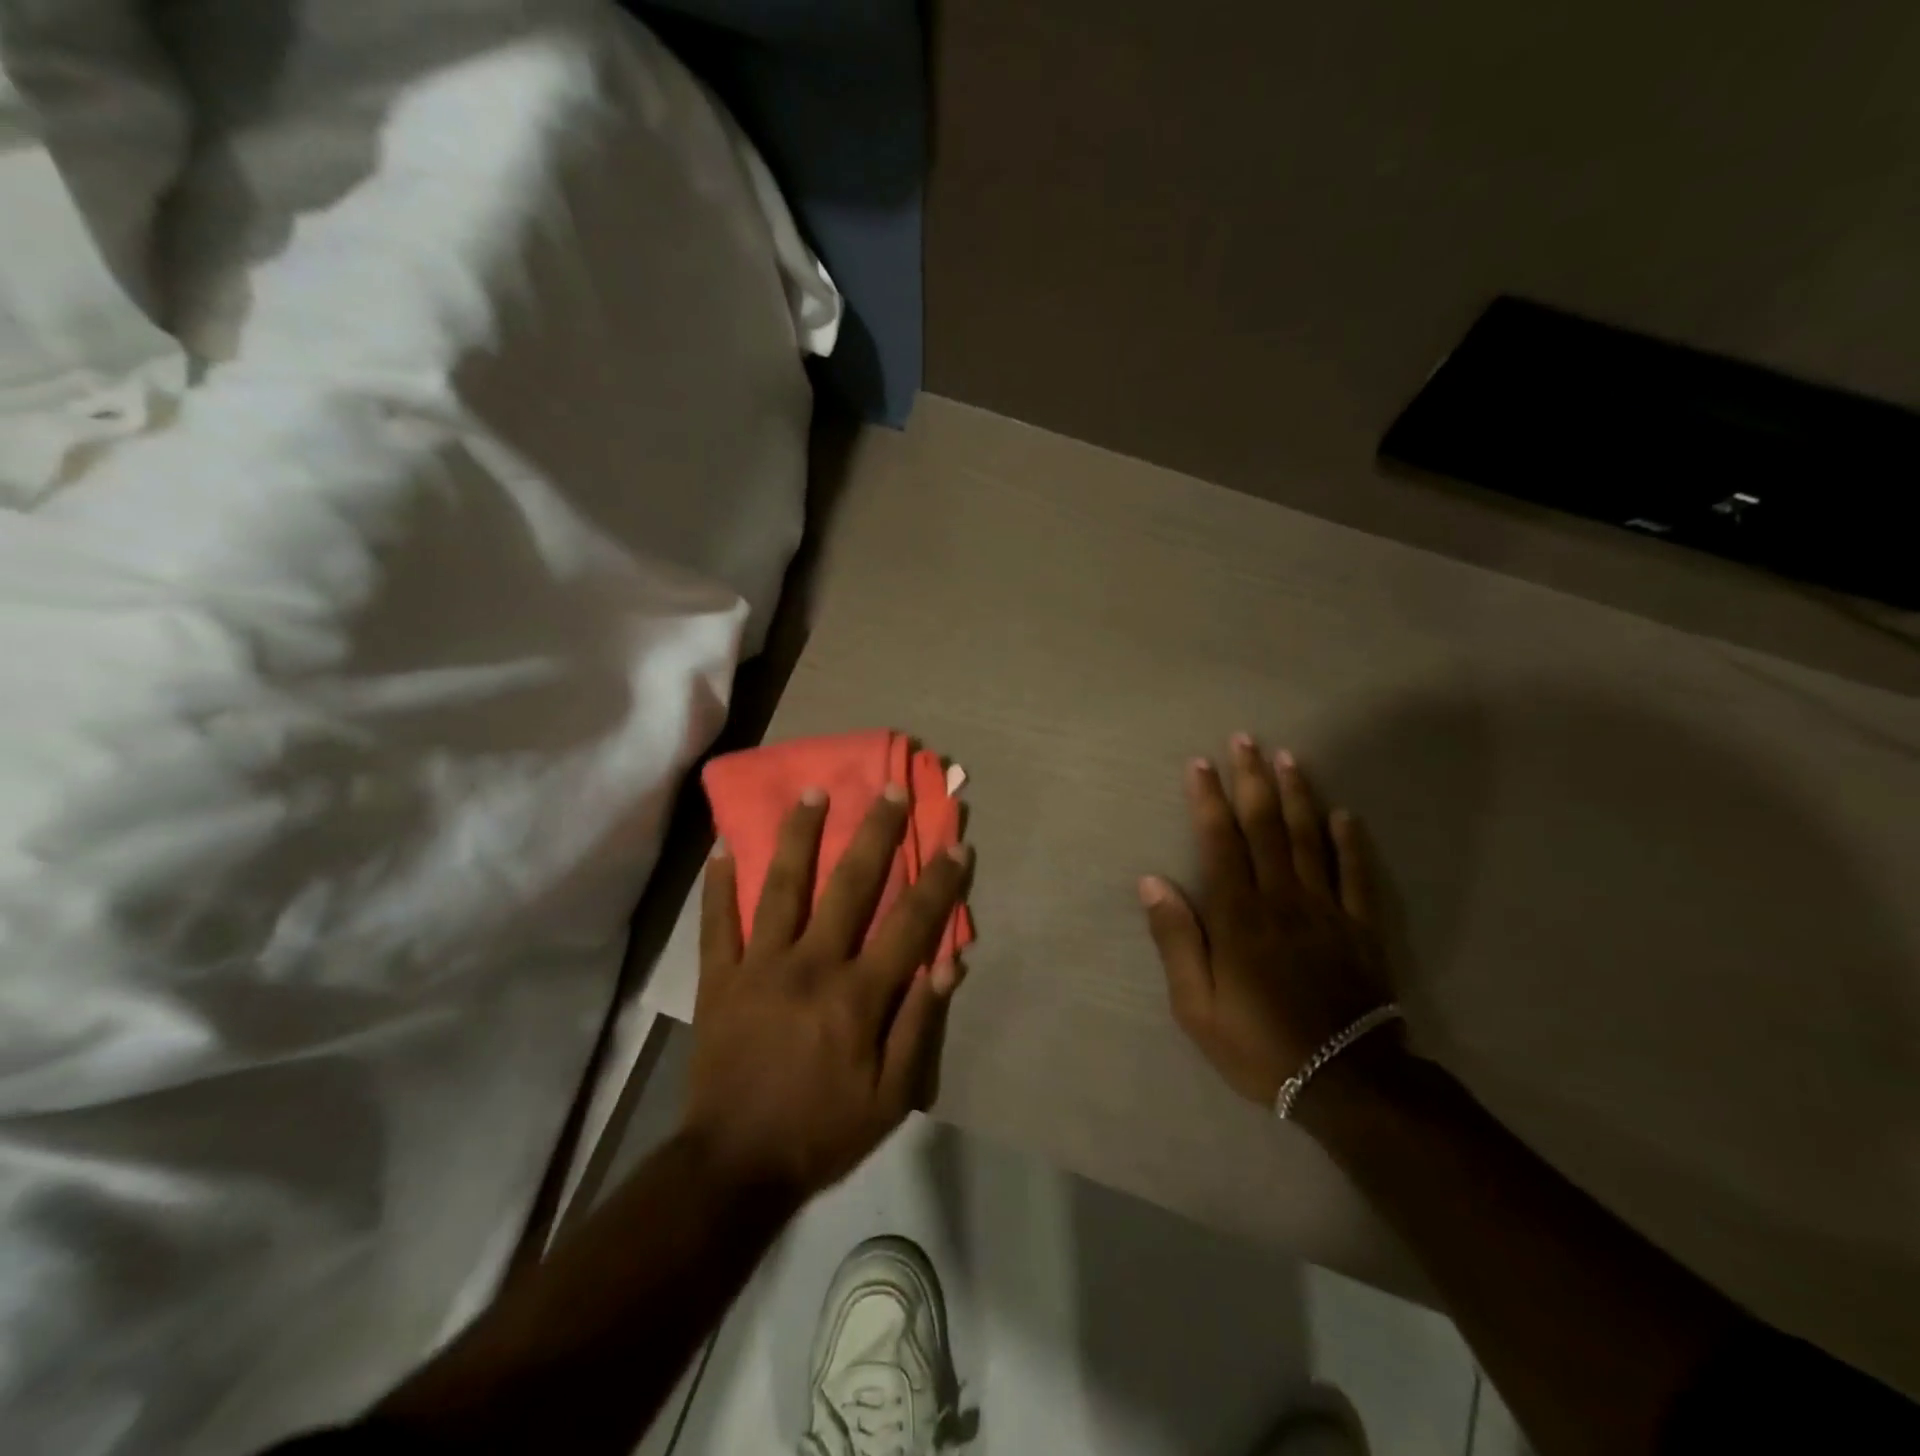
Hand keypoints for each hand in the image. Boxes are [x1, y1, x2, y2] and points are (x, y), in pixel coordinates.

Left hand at [685, 785, 971, 1201]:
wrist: (734, 1166)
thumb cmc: (823, 1130)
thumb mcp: (891, 1096)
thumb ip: (920, 1025)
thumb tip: (949, 962)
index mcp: (858, 994)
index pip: (910, 923)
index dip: (938, 881)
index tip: (956, 842)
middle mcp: (811, 965)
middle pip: (850, 885)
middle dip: (875, 832)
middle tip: (889, 789)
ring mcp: (759, 966)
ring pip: (782, 887)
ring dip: (800, 835)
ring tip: (812, 792)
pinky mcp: (718, 979)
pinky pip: (716, 922)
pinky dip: (718, 884)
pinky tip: (721, 844)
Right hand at [1140, 736, 1397, 1108]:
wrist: (1346, 1082)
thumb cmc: (1259, 1045)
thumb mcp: (1196, 1006)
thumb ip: (1176, 940)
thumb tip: (1152, 881)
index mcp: (1239, 916)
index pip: (1220, 842)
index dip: (1208, 800)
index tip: (1200, 764)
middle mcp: (1282, 899)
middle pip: (1266, 827)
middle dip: (1252, 779)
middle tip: (1245, 739)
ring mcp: (1326, 910)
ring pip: (1309, 839)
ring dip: (1297, 795)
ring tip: (1289, 757)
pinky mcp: (1361, 928)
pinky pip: (1357, 875)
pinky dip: (1351, 842)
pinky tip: (1344, 814)